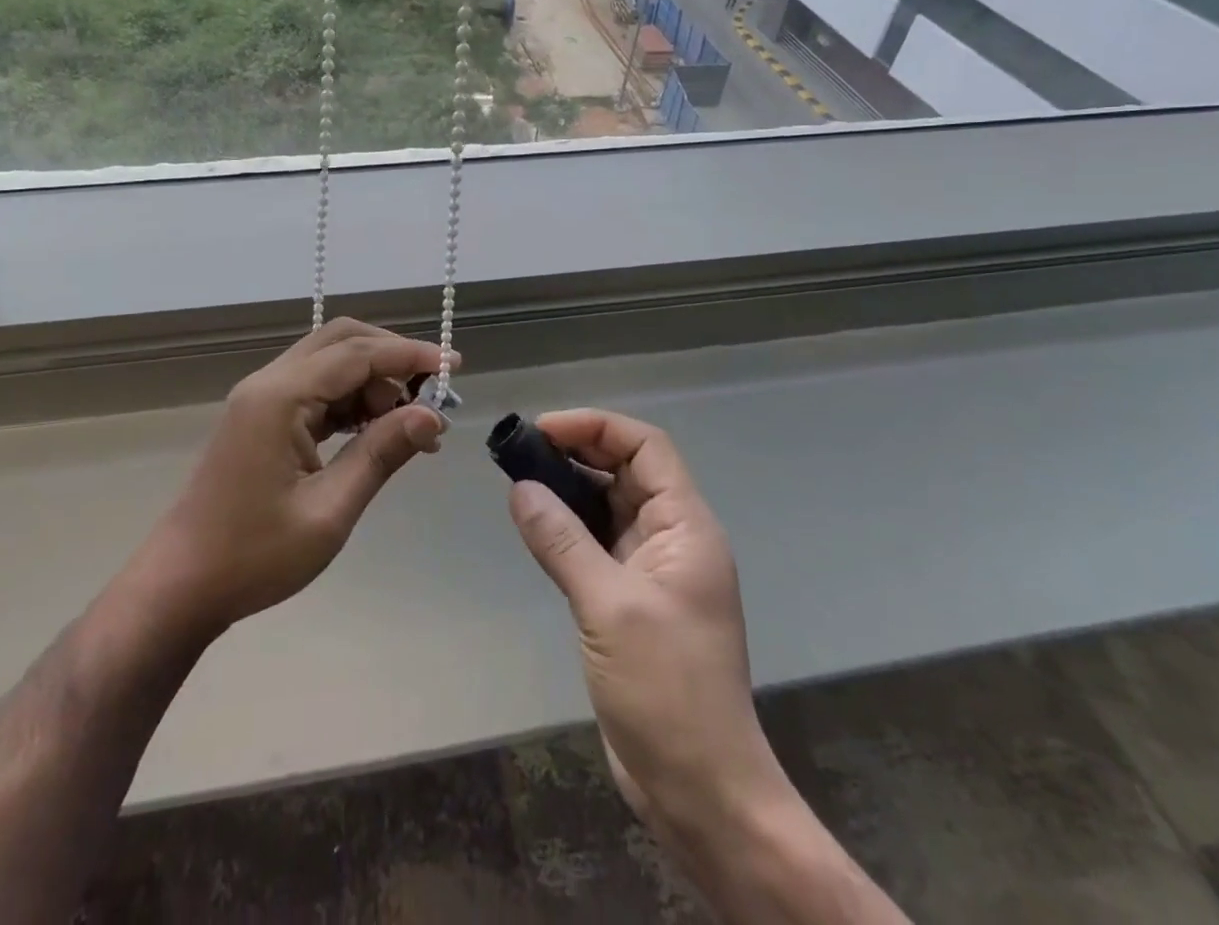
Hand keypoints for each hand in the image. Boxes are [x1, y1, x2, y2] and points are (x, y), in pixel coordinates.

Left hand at [135, 319, 452, 640]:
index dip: (409, 355)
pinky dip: (353, 400)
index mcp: (280, 397)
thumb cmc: (254, 556)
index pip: (357, 354)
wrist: (181, 585)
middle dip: (392, 357)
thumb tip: (432, 416)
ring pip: (330, 363)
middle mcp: (269, 383)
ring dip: (374, 381)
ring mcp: (263, 398)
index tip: (455, 367)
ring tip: (413, 424)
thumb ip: (381, 454)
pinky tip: (378, 432)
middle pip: (341, 341)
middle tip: (434, 392)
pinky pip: (317, 390)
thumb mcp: (329, 510)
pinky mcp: (263, 417)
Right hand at [506, 410, 777, 834]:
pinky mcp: (631, 599)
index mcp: (685, 527)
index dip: (596, 427)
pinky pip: (596, 542)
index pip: (645, 447)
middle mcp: (672, 537)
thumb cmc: (667, 690)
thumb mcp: (609, 607)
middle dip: (576, 451)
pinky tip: (534, 526)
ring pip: (607, 505)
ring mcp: (651, 569)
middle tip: (520, 451)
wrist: (701, 791)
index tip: (542, 430)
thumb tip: (520, 487)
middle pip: (625, 470)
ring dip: (567, 488)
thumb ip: (562, 541)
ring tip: (518, 480)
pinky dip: (567, 526)